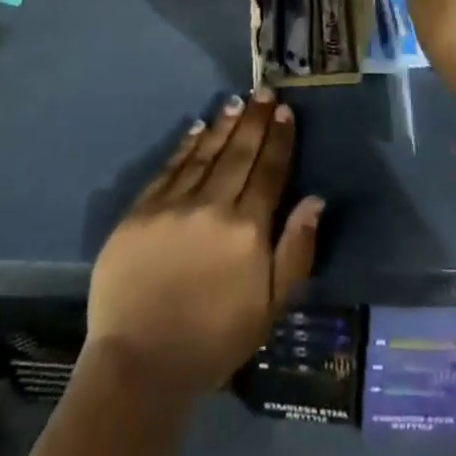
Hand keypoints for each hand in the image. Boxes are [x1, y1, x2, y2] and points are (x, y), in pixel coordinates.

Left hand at [87, 89, 324, 395]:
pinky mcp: (141, 211)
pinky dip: (186, 145)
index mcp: (247, 229)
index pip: (268, 171)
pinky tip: (197, 128)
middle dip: (254, 120)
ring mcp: (174, 204)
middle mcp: (213, 205)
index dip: (278, 139)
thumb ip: (295, 250)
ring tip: (235, 101)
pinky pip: (170, 167)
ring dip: (223, 125)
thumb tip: (315, 200)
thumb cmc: (213, 341)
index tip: (284, 111)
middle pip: (238, 153)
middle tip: (263, 90)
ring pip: (205, 153)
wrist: (139, 364)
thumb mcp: (269, 308)